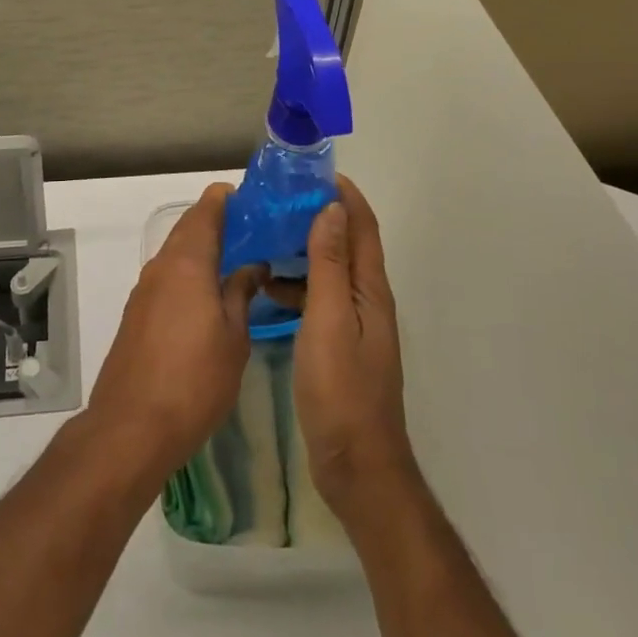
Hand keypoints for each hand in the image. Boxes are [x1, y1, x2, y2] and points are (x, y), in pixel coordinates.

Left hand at [85, 183, 259, 480]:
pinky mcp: (136, 314)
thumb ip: (241, 294)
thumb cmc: (194, 380)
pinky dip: (189, 272)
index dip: (226, 199)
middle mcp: (160, 267)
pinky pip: (167, 278)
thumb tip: (253, 267)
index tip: (252, 198)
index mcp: (186, 263)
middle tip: (254, 228)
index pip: (205, 211)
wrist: (132, 426)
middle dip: (217, 222)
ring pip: (176, 254)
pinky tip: (209, 292)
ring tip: (238, 258)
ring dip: (203, 249)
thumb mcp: (233, 338)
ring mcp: (144, 291)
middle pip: (188, 229)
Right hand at [293, 176, 417, 518]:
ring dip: (304, 249)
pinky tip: (267, 288)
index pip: (362, 226)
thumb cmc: (341, 388)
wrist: (355, 464)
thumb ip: (330, 264)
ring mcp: (353, 324)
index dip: (344, 194)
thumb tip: (331, 209)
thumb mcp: (330, 319)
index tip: (312, 172)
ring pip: (329, 272)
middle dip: (319, 215)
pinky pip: (318, 299)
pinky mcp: (338, 344)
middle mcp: (367, 300)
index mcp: (370, 289)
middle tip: (278, 200)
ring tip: (266, 235)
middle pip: (347, 244)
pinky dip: (296, 285)